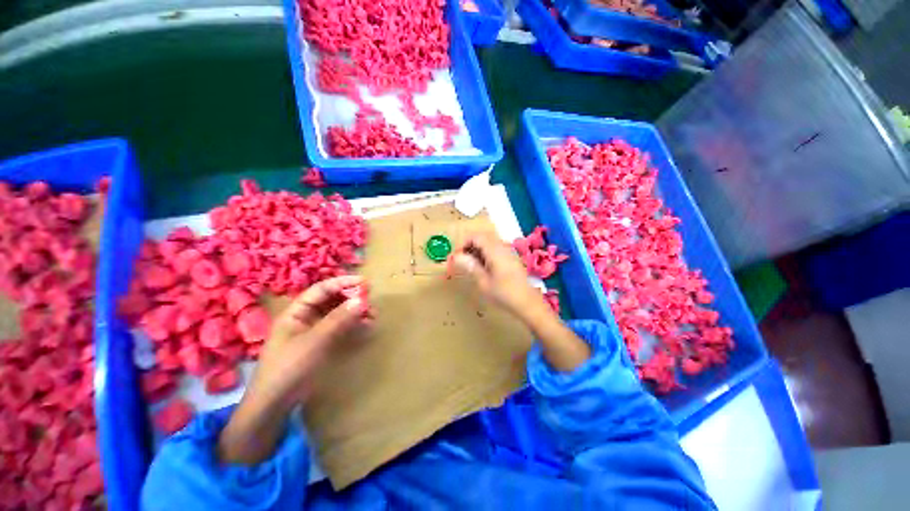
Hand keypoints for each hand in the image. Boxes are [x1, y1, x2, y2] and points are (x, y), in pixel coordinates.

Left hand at [253, 275, 370, 407]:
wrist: (276, 403)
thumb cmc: (290, 367)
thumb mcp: (314, 341)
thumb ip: (338, 319)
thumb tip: (361, 300)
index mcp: (297, 311)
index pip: (322, 289)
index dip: (343, 283)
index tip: (364, 282)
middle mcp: (306, 317)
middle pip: (332, 300)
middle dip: (352, 298)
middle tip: (371, 300)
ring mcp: (315, 330)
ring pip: (338, 313)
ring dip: (356, 312)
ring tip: (373, 315)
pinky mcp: (322, 342)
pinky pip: (341, 327)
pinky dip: (354, 325)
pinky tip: (367, 325)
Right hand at [450, 232, 548, 320]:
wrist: (527, 303)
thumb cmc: (504, 293)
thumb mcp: (483, 281)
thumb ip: (470, 266)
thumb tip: (456, 256)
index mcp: (494, 250)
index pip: (475, 236)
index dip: (463, 243)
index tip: (457, 257)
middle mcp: (502, 246)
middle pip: (482, 237)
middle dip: (470, 246)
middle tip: (462, 261)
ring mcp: (508, 251)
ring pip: (489, 243)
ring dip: (478, 250)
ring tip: (471, 266)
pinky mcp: (511, 258)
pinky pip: (495, 249)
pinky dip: (486, 254)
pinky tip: (484, 268)